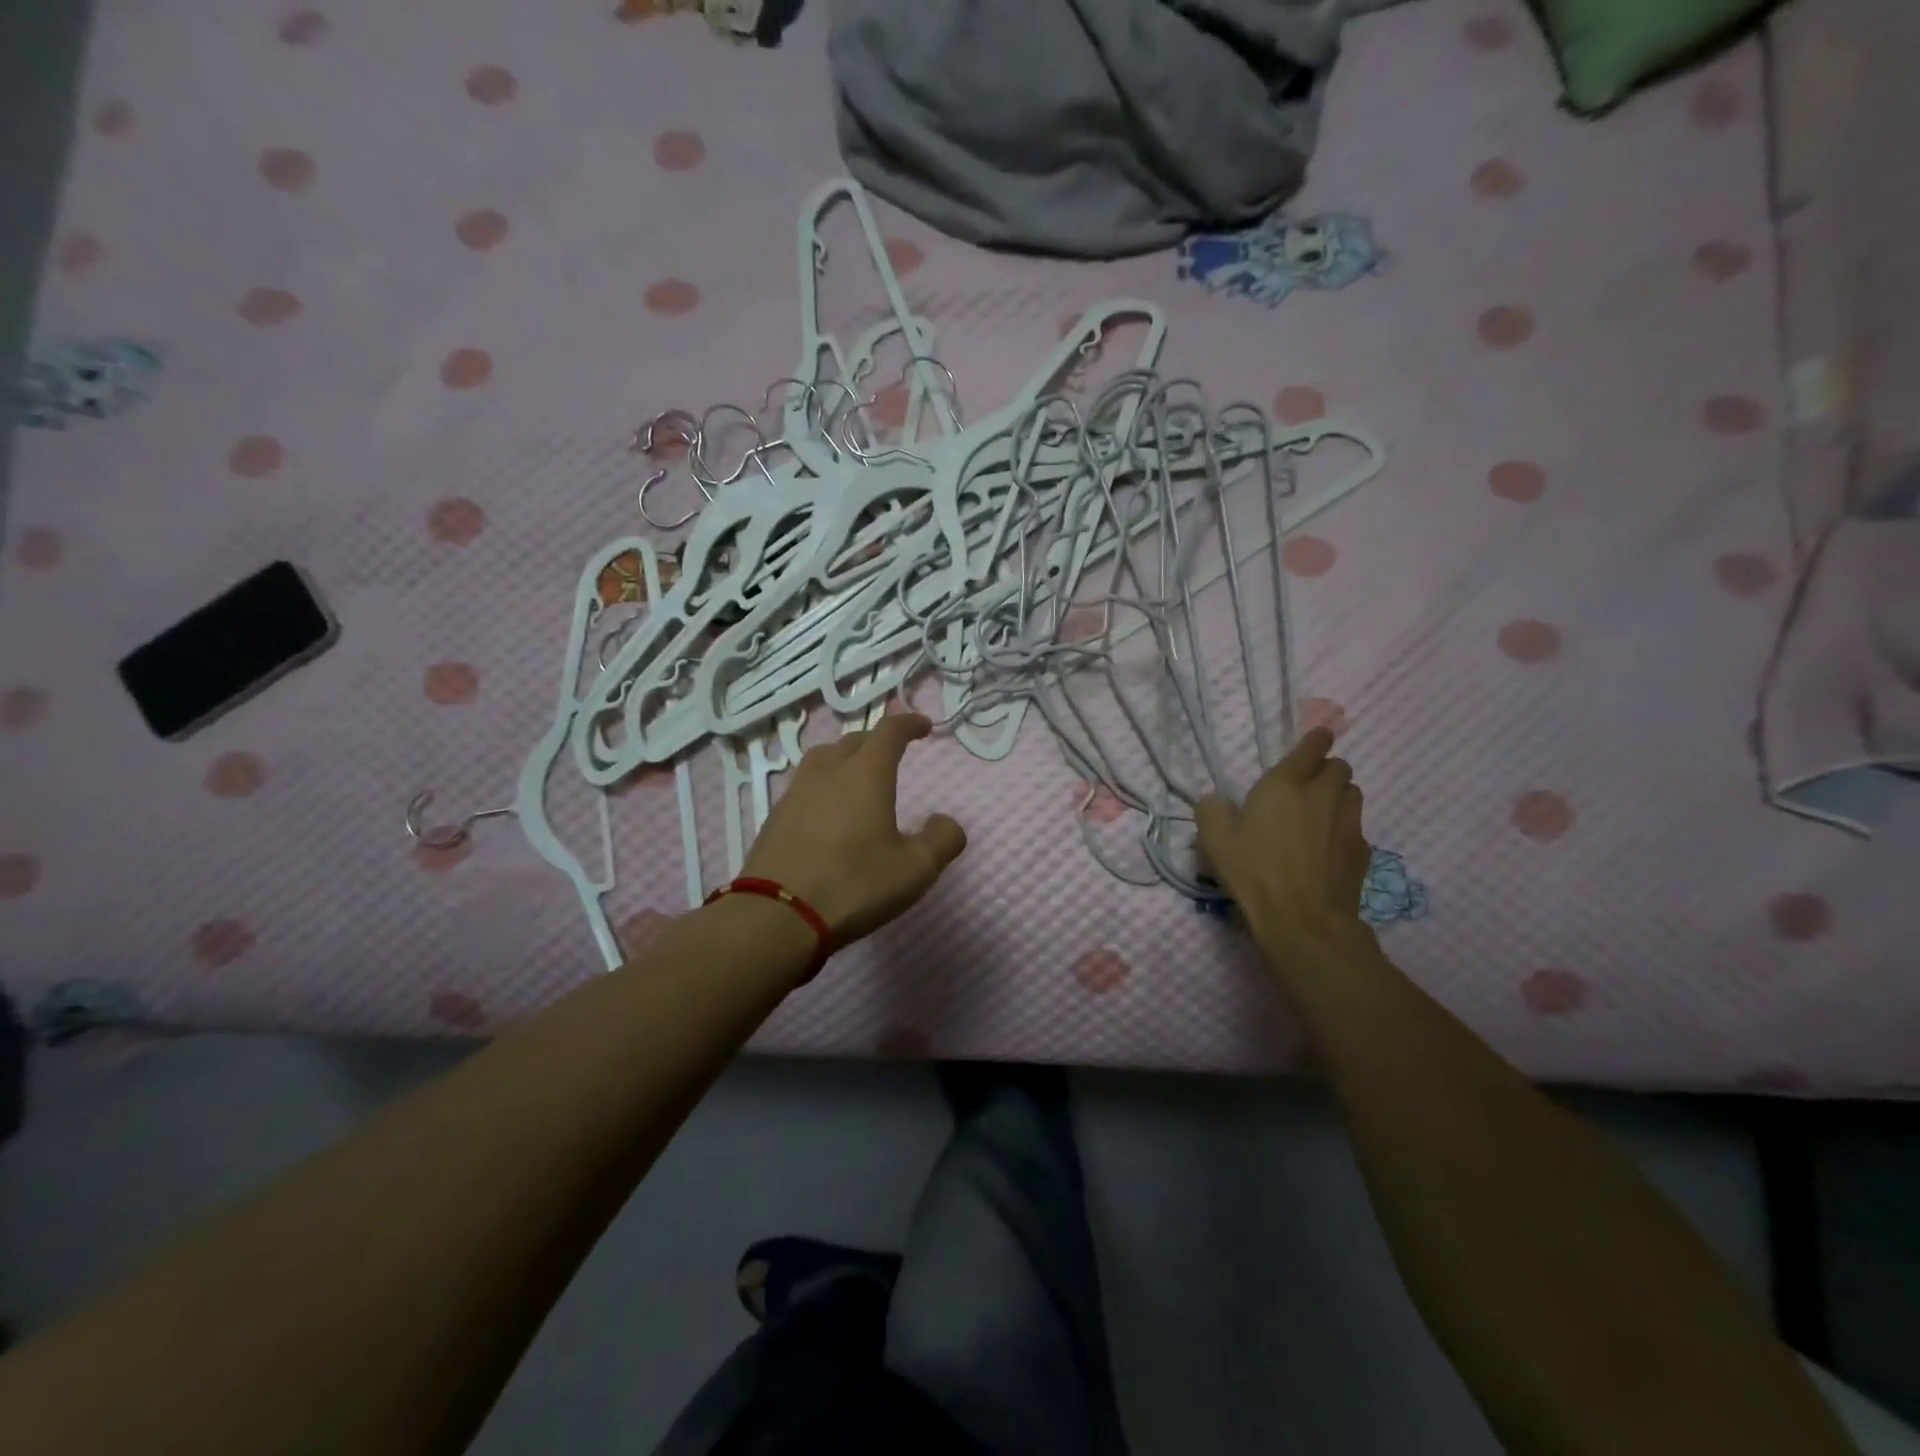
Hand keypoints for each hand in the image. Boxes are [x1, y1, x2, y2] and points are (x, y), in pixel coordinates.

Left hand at [741, 713, 967, 944]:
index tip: (923, 727)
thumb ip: (941, 840)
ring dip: (844, 760)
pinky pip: (804, 787)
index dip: (909, 724)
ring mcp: (795, 794)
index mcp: (865, 774)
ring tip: (855, 778)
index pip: (889, 731)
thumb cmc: (854, 885)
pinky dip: (822, 787)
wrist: (776, 916)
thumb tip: (945, 822)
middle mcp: (827, 772)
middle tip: (891, 755)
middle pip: (853, 741)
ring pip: (822, 759)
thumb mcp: (915, 869)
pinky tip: (827, 813)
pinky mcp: (774, 818)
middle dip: (876, 742)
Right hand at [1195, 726, 1372, 964]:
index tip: (1319, 736)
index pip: (1310, 749)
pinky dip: (1345, 829)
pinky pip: (1357, 828)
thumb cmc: (1254, 871)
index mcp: (1284, 785)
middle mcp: (1322, 796)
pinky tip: (1329, 848)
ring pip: (1353, 794)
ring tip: (1322, 812)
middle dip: (1327, 769)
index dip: (1316, 739)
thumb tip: (1216, 801)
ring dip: (1340, 795)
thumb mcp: (1214, 840)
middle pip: (1340, 767)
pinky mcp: (1362, 852)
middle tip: (1309, 784)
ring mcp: (1348, 824)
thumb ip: (1211, 810)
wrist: (1303, 919)